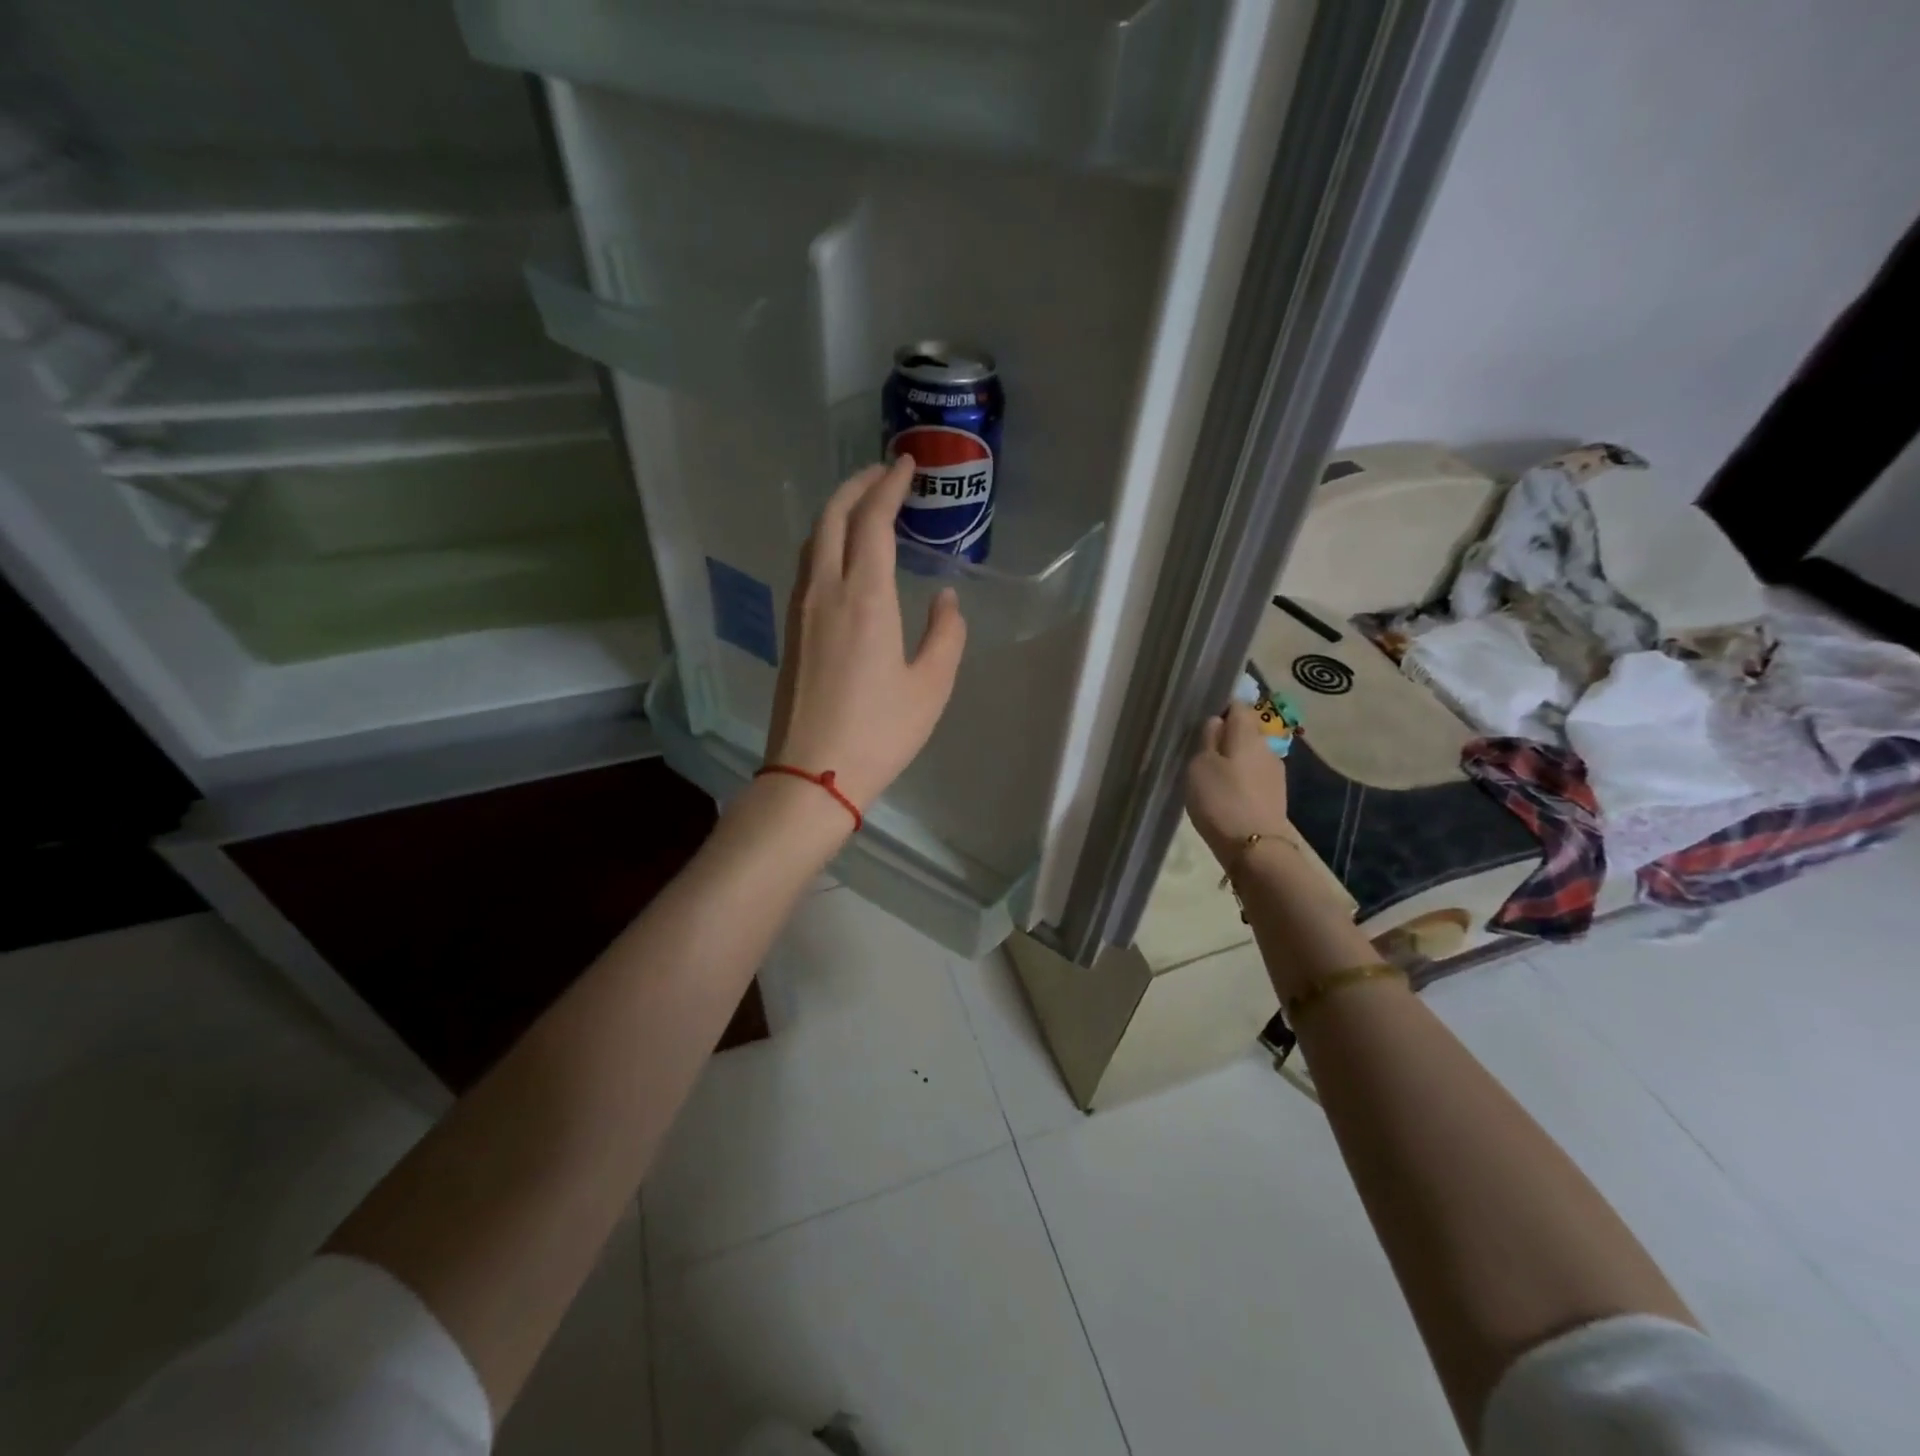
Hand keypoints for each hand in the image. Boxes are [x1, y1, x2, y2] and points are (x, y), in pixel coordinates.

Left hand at [765, 457, 967, 810]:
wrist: (812, 774)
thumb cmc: (879, 732)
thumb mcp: (931, 686)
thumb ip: (945, 634)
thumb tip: (945, 598)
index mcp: (864, 598)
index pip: (873, 521)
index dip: (889, 486)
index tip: (906, 465)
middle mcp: (825, 591)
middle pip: (832, 518)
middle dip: (856, 486)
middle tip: (883, 474)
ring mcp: (800, 610)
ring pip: (813, 540)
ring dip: (837, 512)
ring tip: (864, 507)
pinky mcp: (791, 631)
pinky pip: (806, 566)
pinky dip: (826, 542)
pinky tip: (843, 556)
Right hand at [1184, 702, 1290, 868]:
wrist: (1255, 848)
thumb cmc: (1221, 800)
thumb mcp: (1200, 765)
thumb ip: (1208, 738)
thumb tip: (1216, 721)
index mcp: (1248, 734)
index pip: (1237, 706)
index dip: (1219, 708)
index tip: (1201, 721)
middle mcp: (1267, 747)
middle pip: (1246, 731)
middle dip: (1226, 736)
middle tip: (1200, 751)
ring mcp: (1275, 772)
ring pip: (1250, 755)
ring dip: (1234, 759)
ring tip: (1211, 775)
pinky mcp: (1276, 795)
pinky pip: (1254, 776)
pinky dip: (1241, 779)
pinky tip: (1226, 794)